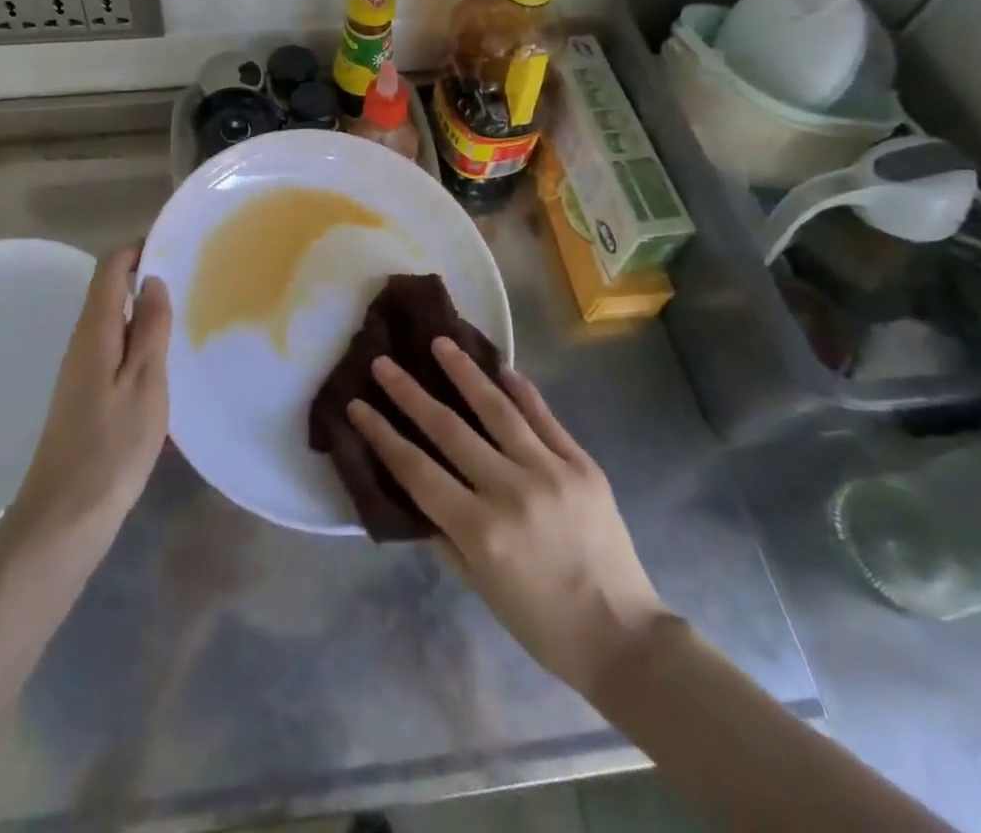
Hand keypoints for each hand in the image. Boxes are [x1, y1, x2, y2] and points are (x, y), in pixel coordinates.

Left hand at [3, 246, 171, 548]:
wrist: (63, 519)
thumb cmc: (111, 447)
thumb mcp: (145, 384)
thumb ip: (150, 330)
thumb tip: (152, 282)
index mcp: (94, 333)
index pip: (109, 270)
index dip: (136, 250)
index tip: (172, 244)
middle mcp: (81, 345)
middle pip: (108, 294)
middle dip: (143, 278)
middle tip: (190, 277)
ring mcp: (79, 374)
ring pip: (111, 324)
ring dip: (142, 312)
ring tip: (184, 313)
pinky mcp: (84, 399)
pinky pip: (112, 351)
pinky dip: (137, 342)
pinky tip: (162, 361)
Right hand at [348, 340, 664, 695]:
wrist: (624, 638)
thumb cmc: (540, 621)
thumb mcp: (478, 585)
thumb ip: (444, 532)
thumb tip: (417, 486)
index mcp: (480, 530)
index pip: (417, 470)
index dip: (382, 435)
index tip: (357, 404)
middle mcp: (511, 491)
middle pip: (449, 429)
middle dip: (409, 392)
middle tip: (383, 362)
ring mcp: (551, 471)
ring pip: (497, 408)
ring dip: (464, 372)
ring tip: (440, 342)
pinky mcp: (582, 464)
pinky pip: (544, 416)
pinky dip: (520, 389)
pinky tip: (499, 366)